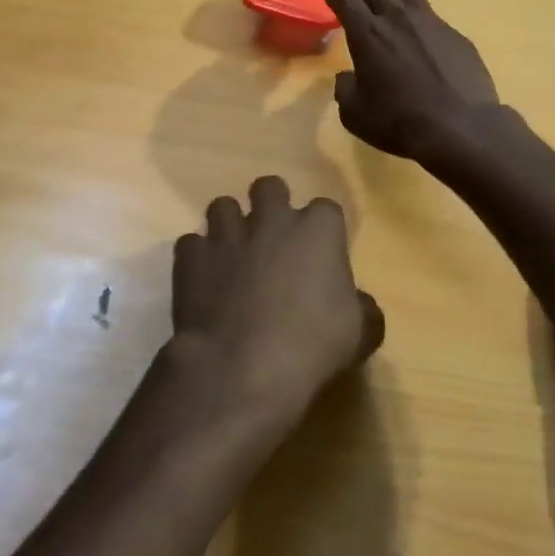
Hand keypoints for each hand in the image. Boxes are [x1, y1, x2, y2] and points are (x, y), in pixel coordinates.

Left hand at [169, 176, 383, 423]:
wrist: (241, 368)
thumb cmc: (312, 347)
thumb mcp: (360, 334)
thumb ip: (363, 310)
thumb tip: (359, 304)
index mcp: (318, 229)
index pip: (326, 209)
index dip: (323, 231)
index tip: (321, 256)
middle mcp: (271, 220)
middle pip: (269, 187)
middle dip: (271, 205)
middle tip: (273, 240)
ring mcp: (227, 234)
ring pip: (223, 206)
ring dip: (229, 226)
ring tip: (233, 255)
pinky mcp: (191, 256)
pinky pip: (191, 243)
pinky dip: (197, 258)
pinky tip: (204, 281)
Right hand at [325, 0, 499, 162]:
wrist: (460, 126)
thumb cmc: (398, 121)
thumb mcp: (355, 114)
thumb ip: (345, 90)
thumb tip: (347, 77)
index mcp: (369, 34)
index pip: (348, 3)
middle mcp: (399, 19)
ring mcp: (432, 24)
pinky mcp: (456, 36)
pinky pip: (432, 17)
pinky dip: (419, 18)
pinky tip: (421, 31)